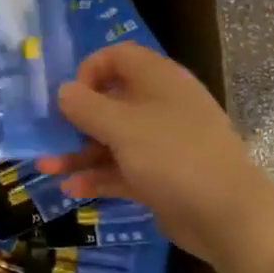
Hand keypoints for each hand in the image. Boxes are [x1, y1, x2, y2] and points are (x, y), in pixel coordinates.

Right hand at [39, 43, 273, 266]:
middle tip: (50, 134)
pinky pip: (122, 168)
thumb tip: (64, 90)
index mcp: (158, 79)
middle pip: (111, 100)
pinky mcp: (160, 176)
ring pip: (112, 138)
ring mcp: (162, 142)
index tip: (70, 96)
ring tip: (47, 167)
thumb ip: (86, 106)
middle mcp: (160, 105)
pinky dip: (98, 176)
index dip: (89, 70)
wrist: (227, 215)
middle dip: (76, 118)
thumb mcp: (121, 127)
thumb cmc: (172, 156)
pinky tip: (71, 189)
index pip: (118, 57)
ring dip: (79, 152)